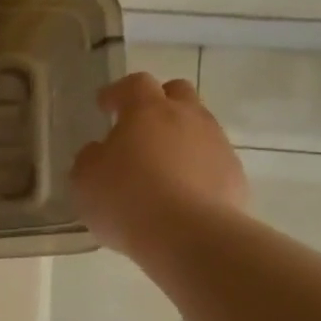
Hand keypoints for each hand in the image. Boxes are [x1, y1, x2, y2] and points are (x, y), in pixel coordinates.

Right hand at [71, 74, 247, 255]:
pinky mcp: (235, 175)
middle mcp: (187, 117)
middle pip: (178, 92)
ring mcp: (217, 145)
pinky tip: (183, 193)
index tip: (105, 105)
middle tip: (140, 126)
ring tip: (162, 166)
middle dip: (159, 102)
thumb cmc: (127, 199)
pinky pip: (213, 162)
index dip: (118, 92)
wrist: (190, 236)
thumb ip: (91, 158)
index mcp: (147, 110)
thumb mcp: (85, 179)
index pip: (134, 84)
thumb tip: (100, 152)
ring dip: (180, 137)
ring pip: (199, 127)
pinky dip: (197, 169)